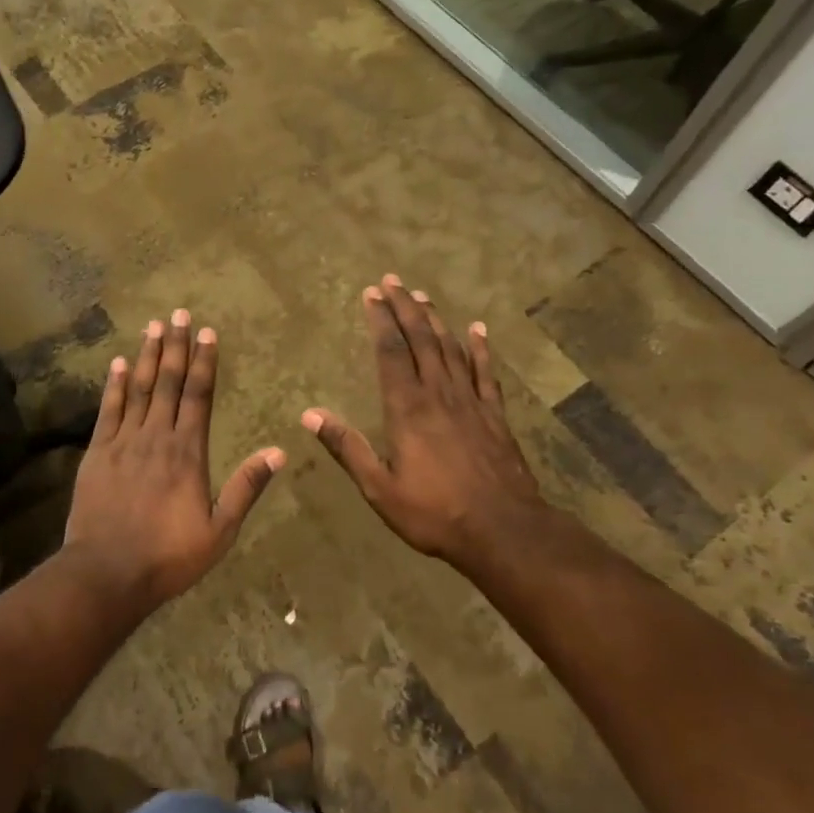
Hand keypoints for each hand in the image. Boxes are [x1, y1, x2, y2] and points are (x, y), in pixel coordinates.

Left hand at [63, 309, 282, 610]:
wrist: (106, 573)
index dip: (204, 362)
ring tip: (153, 326)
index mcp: (188, 452)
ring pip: (139, 389)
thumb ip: (246, 487)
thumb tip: (278, 451)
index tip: (207, 332)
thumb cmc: (168, 555)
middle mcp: (156, 436)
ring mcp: (123, 441)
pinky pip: (108, 410)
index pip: (199, 395)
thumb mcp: (219, 530)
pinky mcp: (97, 452)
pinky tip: (119, 362)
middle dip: (176, 346)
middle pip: (169, 382)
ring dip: (148, 356)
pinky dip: (115, 384)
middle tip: (179, 313)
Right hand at [303, 275, 541, 566]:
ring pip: (450, 348)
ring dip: (435, 320)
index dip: (380, 320)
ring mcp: (470, 401)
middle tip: (393, 281)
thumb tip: (309, 414)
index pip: (391, 351)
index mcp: (407, 408)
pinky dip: (481, 348)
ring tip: (422, 296)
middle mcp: (438, 394)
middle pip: (421, 339)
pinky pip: (486, 372)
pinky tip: (477, 329)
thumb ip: (347, 447)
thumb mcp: (380, 488)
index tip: (371, 294)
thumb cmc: (435, 513)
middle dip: (405, 307)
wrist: (504, 531)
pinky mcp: (494, 414)